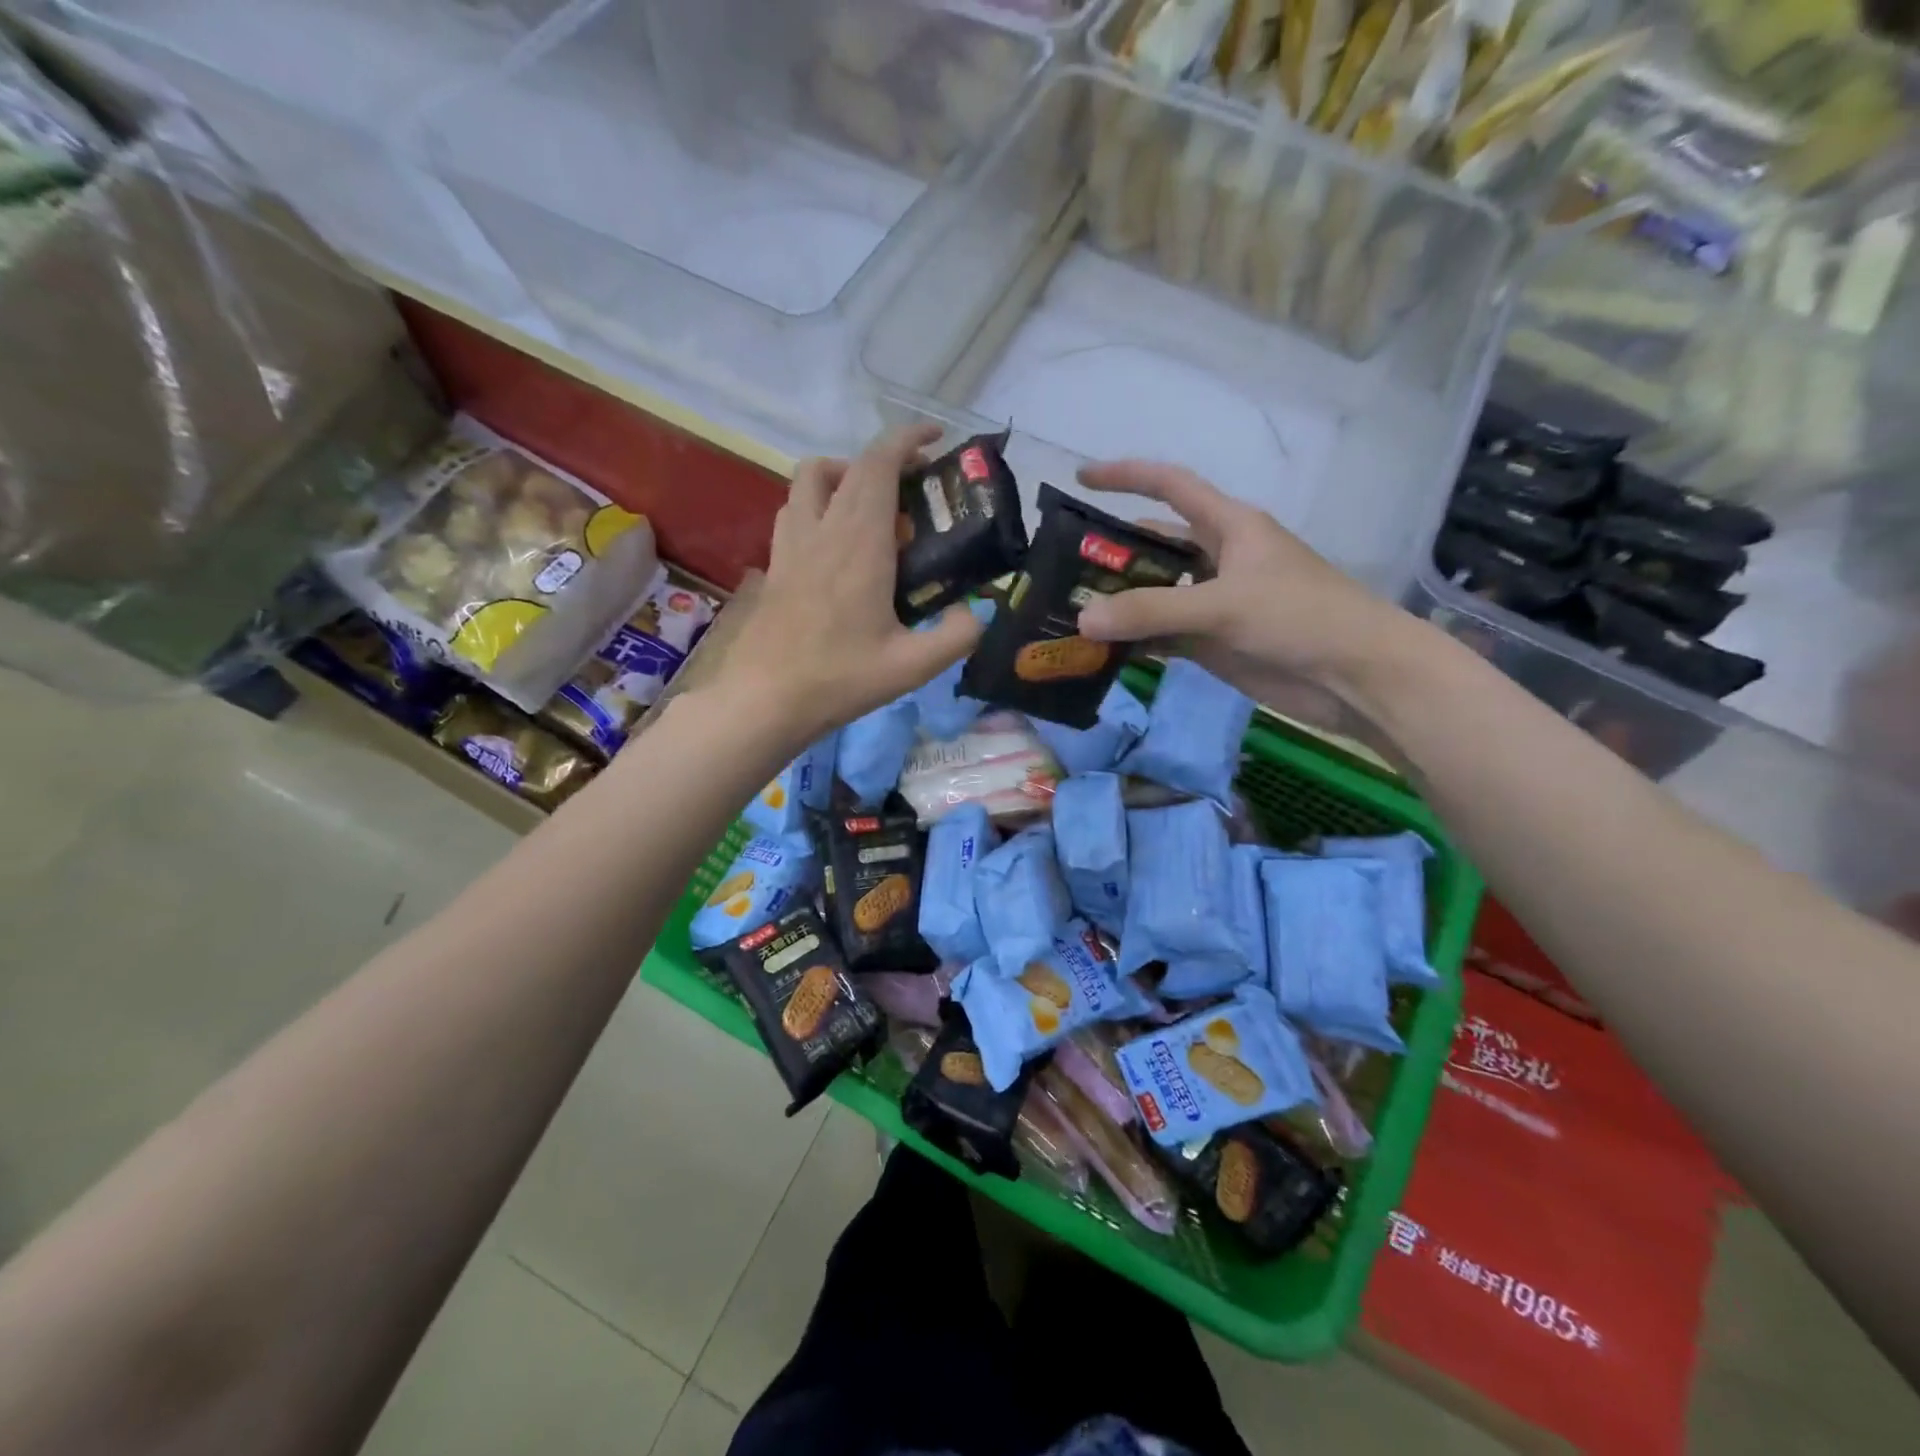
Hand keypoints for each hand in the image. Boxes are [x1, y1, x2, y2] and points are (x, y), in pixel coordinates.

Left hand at [718, 425, 984, 743]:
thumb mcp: (913, 667)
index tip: (935, 439)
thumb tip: (978, 613)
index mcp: (859, 543)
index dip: (908, 440)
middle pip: (849, 465)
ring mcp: (791, 544)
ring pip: (811, 479)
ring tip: (873, 510)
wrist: (765, 700)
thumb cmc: (840, 679)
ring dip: (845, 475)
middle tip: (917, 488)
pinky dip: (819, 504)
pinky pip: (795, 510)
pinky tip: (836, 544)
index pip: (879, 464)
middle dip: (887, 460)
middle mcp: (822, 530)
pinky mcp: (775, 564)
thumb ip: (957, 636)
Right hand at [1072, 460, 1419, 731]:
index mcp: (1228, 527)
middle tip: (1060, 571)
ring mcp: (1213, 603)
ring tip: (1068, 614)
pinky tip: (1100, 650)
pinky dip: (1133, 641)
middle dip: (1110, 555)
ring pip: (1154, 596)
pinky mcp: (1212, 643)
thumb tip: (1083, 618)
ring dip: (1118, 605)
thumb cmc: (1300, 617)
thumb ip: (1153, 611)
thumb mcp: (1224, 605)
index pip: (1171, 486)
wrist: (1356, 677)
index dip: (1128, 476)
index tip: (1082, 477)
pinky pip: (1162, 635)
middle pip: (1153, 547)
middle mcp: (1216, 559)